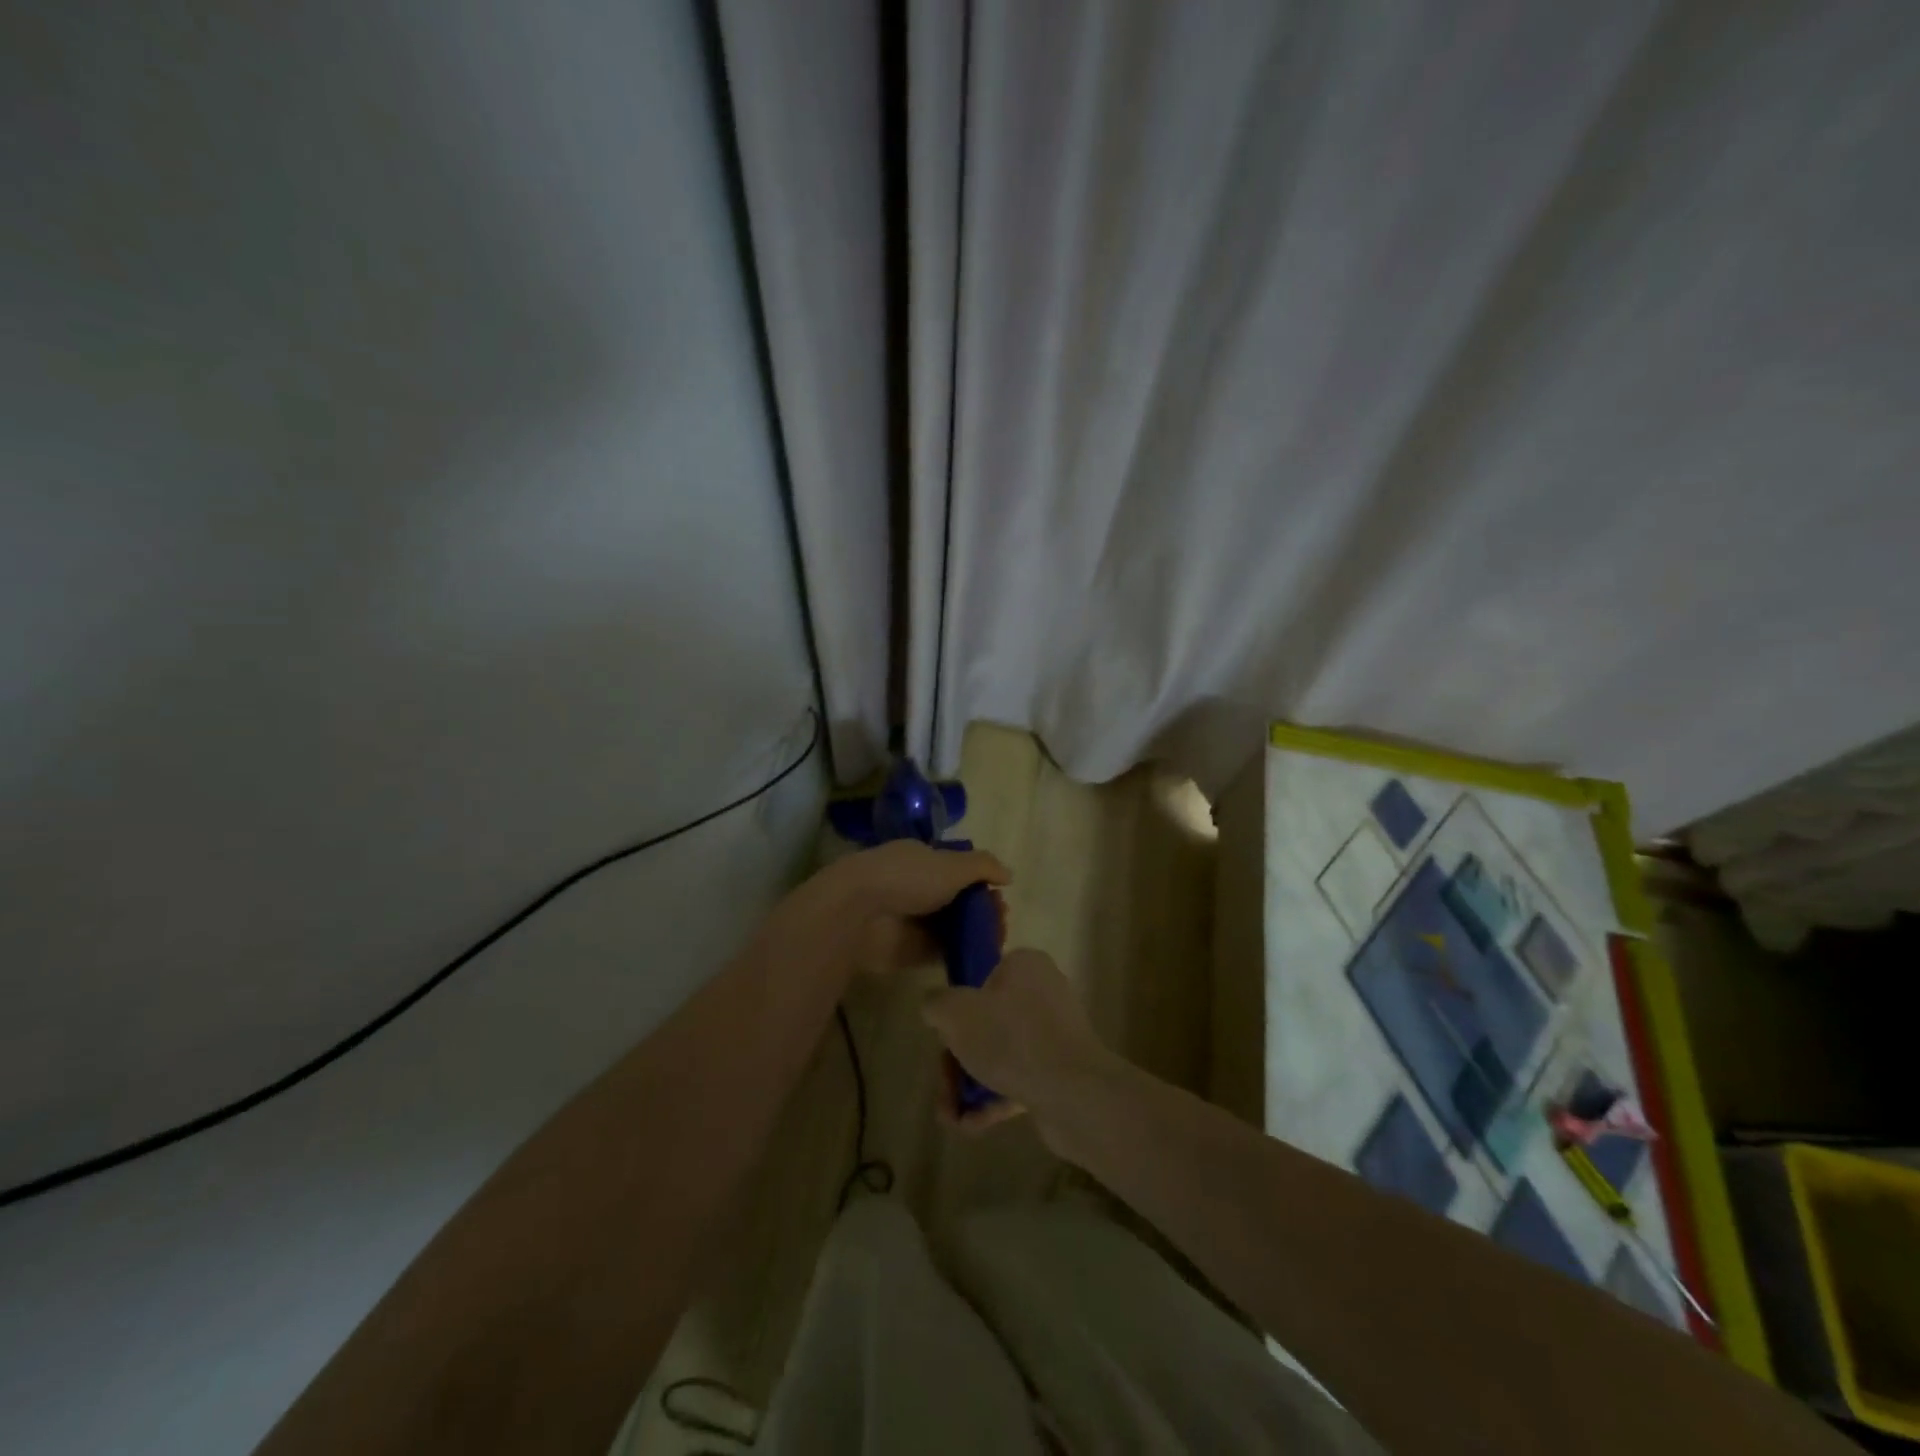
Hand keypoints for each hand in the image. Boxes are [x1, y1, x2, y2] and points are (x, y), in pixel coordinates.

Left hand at [790, 841, 1010, 982]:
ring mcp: (911, 920)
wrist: (860, 912)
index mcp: (922, 859)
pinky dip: (960, 955)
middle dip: (982, 909)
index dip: (981, 881)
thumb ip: (983, 866)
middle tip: (1001, 921)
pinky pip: (940, 952)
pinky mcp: (907, 951)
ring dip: (974, 933)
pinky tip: (981, 959)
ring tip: (996, 941)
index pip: (956, 868)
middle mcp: (916, 887)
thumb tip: (1008, 875)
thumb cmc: (908, 877)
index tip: (1000, 895)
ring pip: (951, 927)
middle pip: (956, 900)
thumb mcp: (952, 864)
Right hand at [922, 947, 1120, 1139]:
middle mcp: (1043, 993)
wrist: (1075, 1094)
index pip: (981, 978)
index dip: (956, 1009)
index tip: (944, 1037)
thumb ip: (935, 1003)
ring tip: (950, 1117)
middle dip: (957, 1060)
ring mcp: (1055, 1034)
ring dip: (970, 1085)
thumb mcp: (955, 1012)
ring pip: (999, 1055)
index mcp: (1025, 966)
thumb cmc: (1011, 1038)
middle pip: (985, 1022)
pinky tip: (971, 1125)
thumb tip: (935, 1007)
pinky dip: (993, 1100)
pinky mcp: (1061, 1072)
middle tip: (944, 1088)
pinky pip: (1019, 1079)